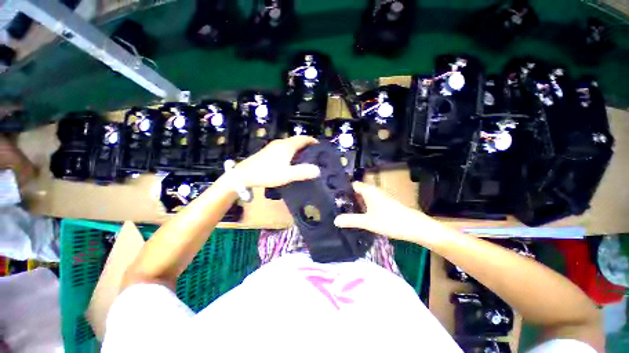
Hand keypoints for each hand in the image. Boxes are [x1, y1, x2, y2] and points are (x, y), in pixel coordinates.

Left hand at [235, 136, 319, 187]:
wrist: (244, 174)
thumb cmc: (267, 173)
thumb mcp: (287, 175)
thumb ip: (302, 172)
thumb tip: (318, 170)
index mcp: (287, 146)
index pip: (303, 139)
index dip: (312, 140)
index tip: (319, 145)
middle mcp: (280, 143)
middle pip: (296, 140)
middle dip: (306, 144)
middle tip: (314, 153)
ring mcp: (273, 146)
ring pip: (289, 143)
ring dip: (298, 147)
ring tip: (305, 156)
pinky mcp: (268, 151)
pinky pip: (284, 147)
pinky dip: (291, 150)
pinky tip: (290, 159)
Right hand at [334, 182, 437, 241]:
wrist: (414, 226)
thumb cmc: (389, 221)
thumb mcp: (367, 222)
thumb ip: (351, 220)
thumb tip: (335, 220)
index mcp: (368, 190)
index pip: (352, 185)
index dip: (343, 190)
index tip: (333, 198)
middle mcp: (373, 190)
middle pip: (356, 191)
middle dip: (347, 198)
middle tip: (336, 206)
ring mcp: (379, 196)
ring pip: (363, 197)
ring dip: (355, 203)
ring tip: (343, 211)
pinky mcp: (383, 203)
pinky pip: (369, 201)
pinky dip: (362, 206)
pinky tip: (358, 215)